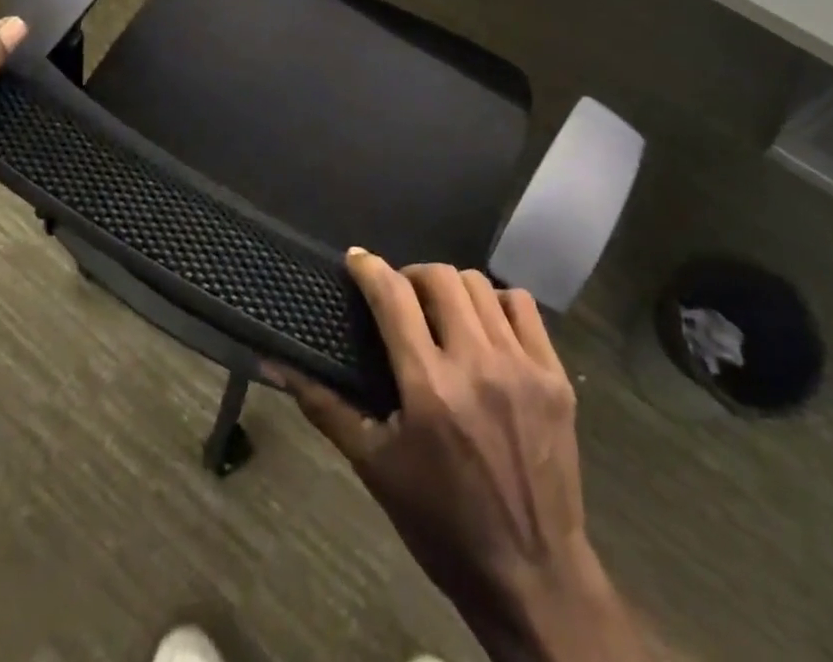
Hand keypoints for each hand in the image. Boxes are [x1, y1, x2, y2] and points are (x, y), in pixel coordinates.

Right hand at [276, 254, 647, 661]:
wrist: (531, 572)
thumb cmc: (441, 524)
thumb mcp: (374, 467)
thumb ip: (325, 406)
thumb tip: (277, 362)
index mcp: (428, 388)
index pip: (393, 297)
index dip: (369, 268)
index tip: (356, 260)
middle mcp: (477, 364)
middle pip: (439, 278)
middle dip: (411, 274)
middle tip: (400, 295)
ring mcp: (522, 366)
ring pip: (480, 286)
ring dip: (452, 287)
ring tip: (441, 310)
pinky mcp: (554, 375)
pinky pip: (522, 306)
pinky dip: (497, 302)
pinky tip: (485, 325)